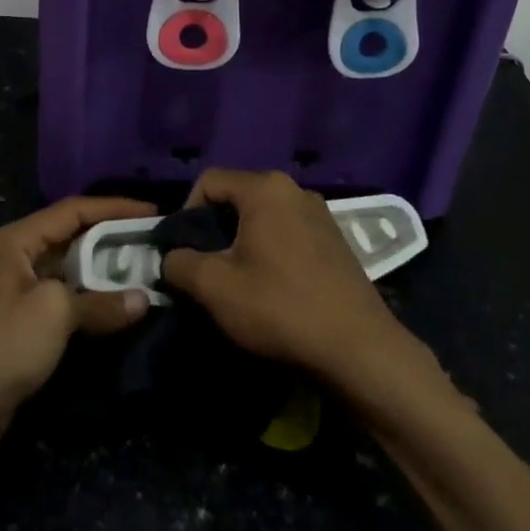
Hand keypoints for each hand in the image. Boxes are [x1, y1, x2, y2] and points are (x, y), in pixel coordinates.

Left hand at [0, 196, 154, 452]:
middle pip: (69, 235)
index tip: (151, 213)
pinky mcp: (20, 318)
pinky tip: (116, 302)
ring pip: (67, 267)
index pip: (71, 210)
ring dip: (102, 269)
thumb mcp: (56, 313)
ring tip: (141, 267)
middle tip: (150, 241)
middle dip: (110, 237)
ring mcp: (15, 287)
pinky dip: (88, 295)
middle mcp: (13, 255)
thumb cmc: (4, 344)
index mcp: (14, 239)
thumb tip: (143, 299)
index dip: (113, 208)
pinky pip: (62, 294)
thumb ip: (101, 301)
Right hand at [161, 169, 410, 387]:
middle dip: (214, 230)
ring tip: (237, 282)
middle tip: (207, 269)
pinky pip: (287, 233)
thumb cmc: (280, 308)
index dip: (186, 212)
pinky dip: (270, 251)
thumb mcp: (215, 287)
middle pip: (237, 198)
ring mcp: (320, 214)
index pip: (209, 181)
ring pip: (263, 217)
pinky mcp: (335, 240)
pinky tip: (271, 288)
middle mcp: (294, 189)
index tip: (185, 252)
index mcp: (265, 188)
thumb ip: (180, 263)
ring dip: (242, 243)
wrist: (358, 349)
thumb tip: (171, 257)